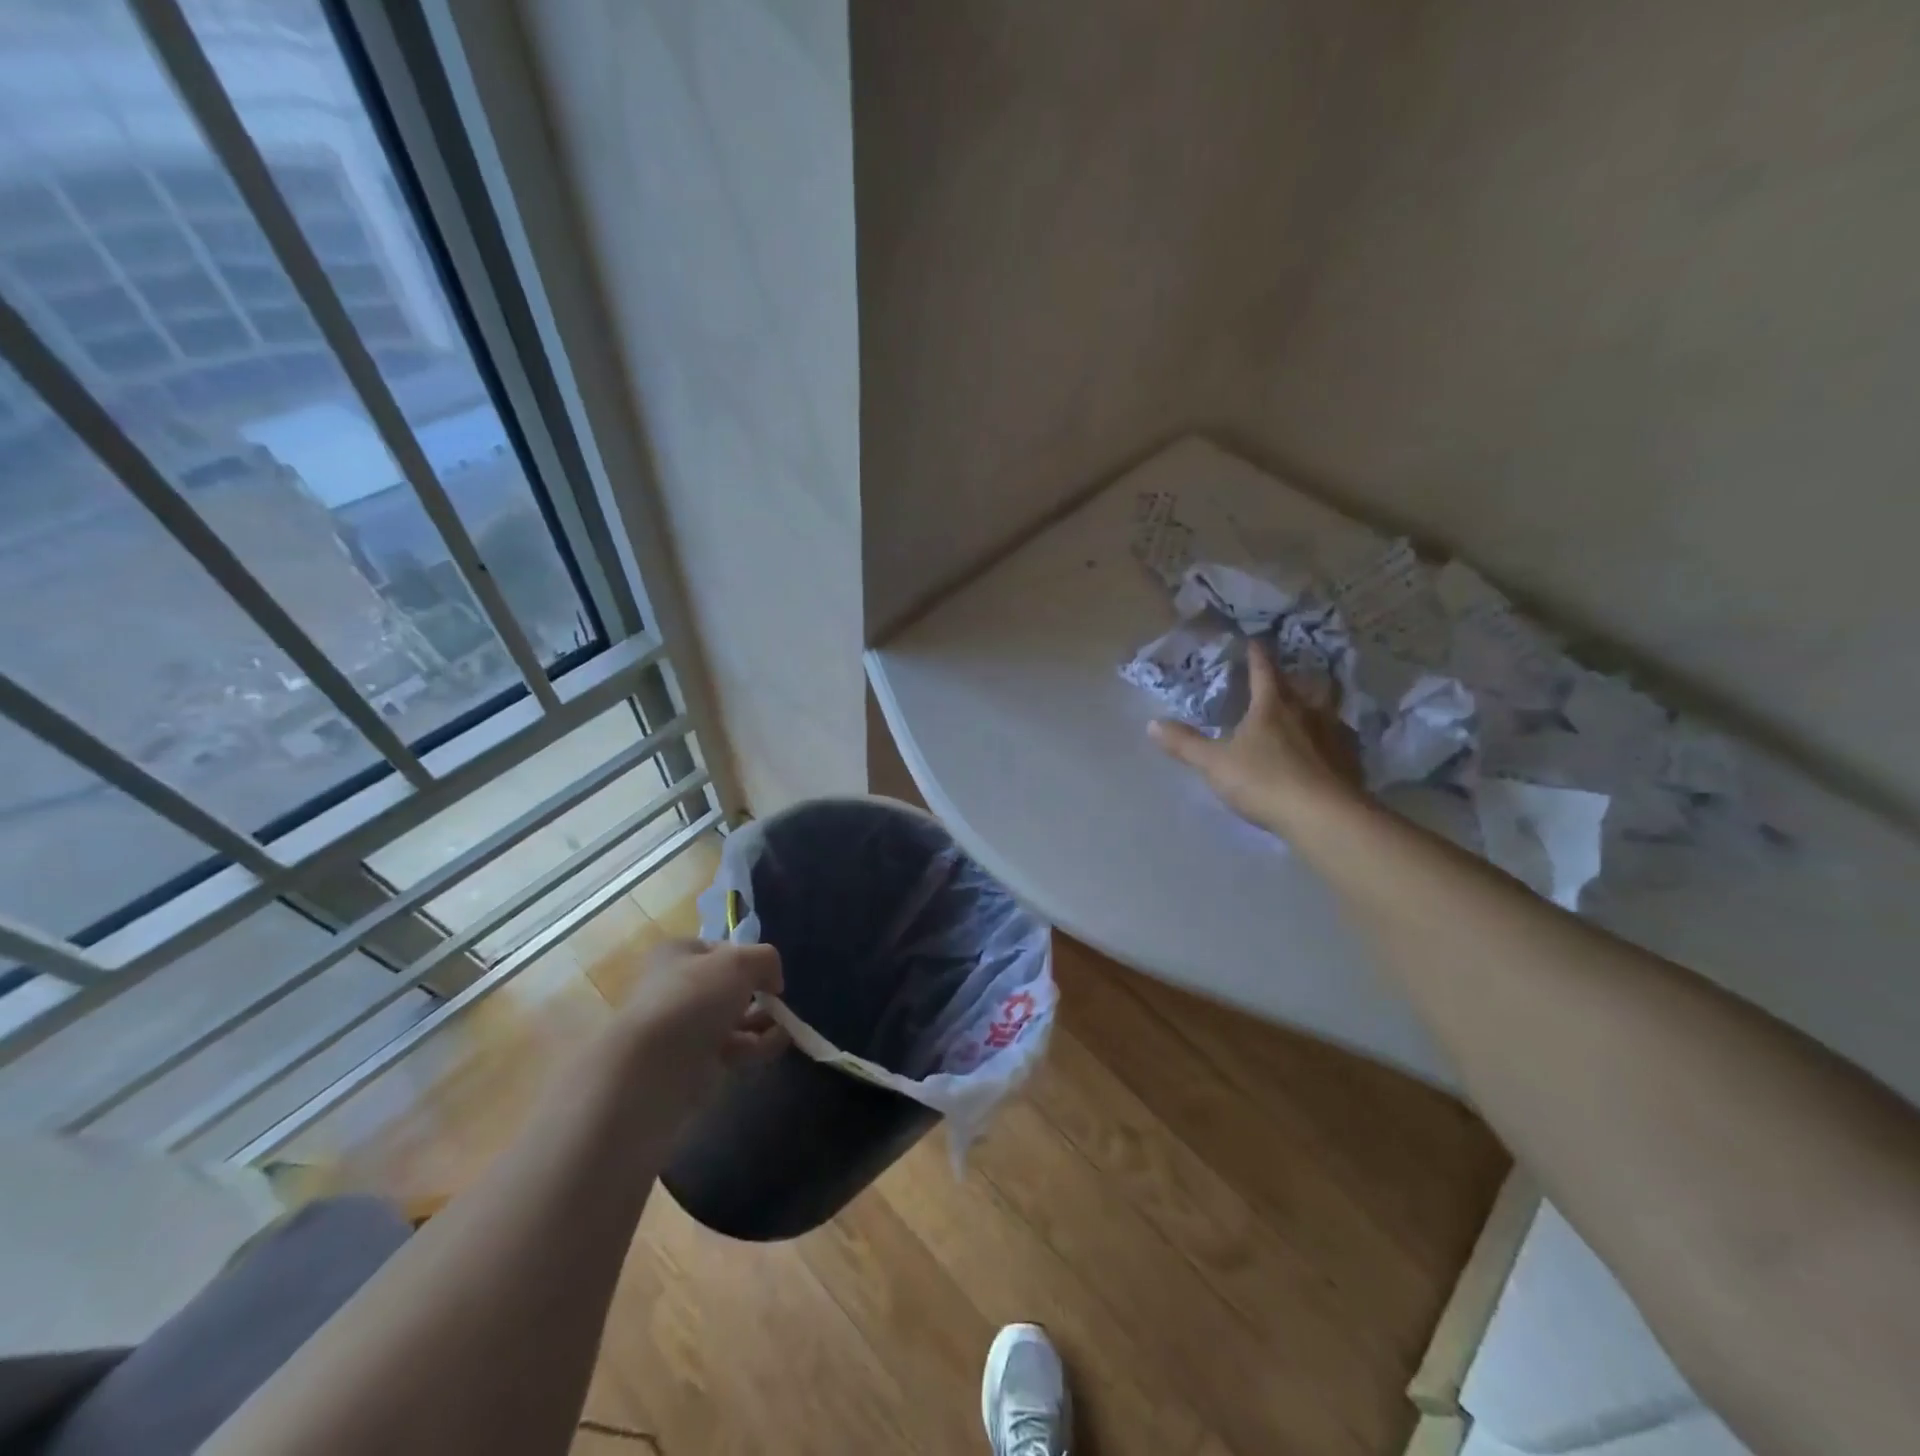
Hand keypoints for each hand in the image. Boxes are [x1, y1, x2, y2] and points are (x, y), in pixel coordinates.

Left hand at [613, 938, 786, 1112]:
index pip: (721, 950)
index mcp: (677, 955)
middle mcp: (678, 988)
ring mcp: (685, 1028)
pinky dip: (757, 1045)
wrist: (654, 1067)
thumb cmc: (693, 998)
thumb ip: (765, 959)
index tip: (768, 973)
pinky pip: (734, 1048)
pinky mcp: (694, 1062)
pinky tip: (776, 1044)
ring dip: (762, 1021)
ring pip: (734, 1019)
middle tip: (779, 1003)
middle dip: (759, 994)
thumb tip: (772, 981)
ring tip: (786, 1026)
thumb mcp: (739, 962)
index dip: (748, 958)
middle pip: (730, 987)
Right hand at [1148, 640, 1365, 835]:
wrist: (1324, 816)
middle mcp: (1308, 712)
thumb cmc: (1264, 781)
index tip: (1253, 642)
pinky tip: (1327, 751)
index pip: (1263, 671)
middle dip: (1295, 678)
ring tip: (1310, 712)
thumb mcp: (1215, 764)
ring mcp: (1335, 735)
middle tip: (1287, 678)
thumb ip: (1185, 744)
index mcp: (1273, 706)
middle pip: (1305, 685)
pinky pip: (1342, 741)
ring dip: (1320, 706)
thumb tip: (1152, 724)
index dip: (1256, 655)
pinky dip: (1333, 739)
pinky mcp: (1351, 762)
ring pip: (1330, 709)